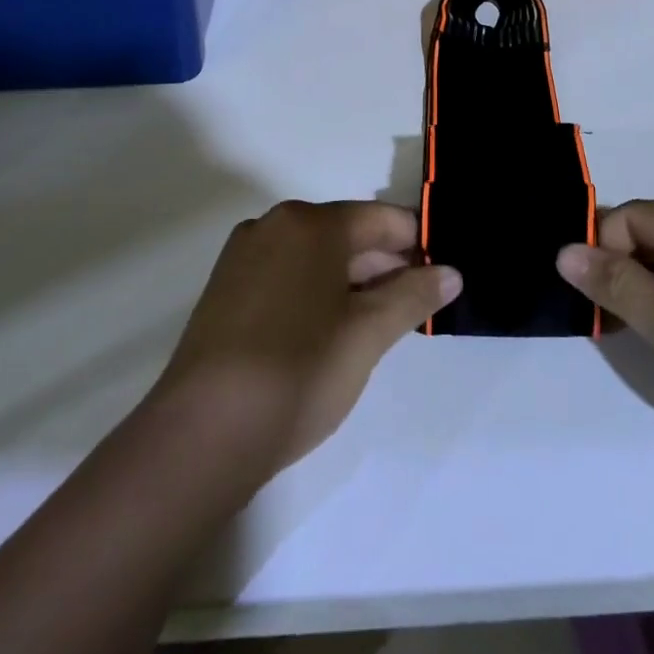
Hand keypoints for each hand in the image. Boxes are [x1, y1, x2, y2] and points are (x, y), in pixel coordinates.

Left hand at [154, 201, 460, 471]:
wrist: (201, 435)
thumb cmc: (297, 372)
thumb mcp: (368, 334)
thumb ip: (413, 296)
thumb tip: (451, 273)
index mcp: (309, 224)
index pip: (381, 219)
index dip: (418, 242)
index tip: (444, 273)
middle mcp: (273, 226)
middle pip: (347, 234)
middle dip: (386, 265)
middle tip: (419, 305)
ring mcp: (244, 257)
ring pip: (316, 258)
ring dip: (354, 282)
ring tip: (383, 322)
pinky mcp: (226, 290)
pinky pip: (287, 276)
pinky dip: (318, 293)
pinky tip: (333, 331)